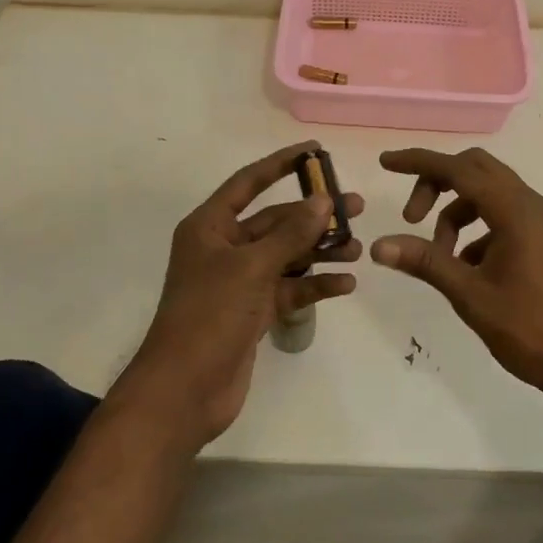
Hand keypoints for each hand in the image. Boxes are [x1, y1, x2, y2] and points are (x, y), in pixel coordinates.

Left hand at [121, 141, 361, 446]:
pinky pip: (290, 289)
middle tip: (356, 208)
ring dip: (320, 251)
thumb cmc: (209, 316)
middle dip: (314, 216)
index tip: (316, 151)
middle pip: (276, 221)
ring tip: (358, 249)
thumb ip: (290, 234)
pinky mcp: (253, 311)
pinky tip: (346, 284)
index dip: (281, 164)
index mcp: (210, 226)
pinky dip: (315, 285)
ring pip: (287, 255)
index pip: (249, 182)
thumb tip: (323, 200)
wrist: (184, 391)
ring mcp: (240, 281)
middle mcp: (224, 248)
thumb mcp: (252, 268)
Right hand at [370, 147, 542, 399]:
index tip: (386, 162)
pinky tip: (467, 269)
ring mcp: (542, 222)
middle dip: (437, 183)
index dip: (418, 162)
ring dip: (456, 212)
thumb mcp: (471, 296)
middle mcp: (531, 205)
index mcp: (515, 210)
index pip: (458, 169)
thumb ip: (425, 263)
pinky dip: (477, 229)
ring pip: (488, 194)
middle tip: (411, 217)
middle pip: (475, 169)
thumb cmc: (532, 329)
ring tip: (439, 256)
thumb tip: (378, 246)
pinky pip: (503, 216)